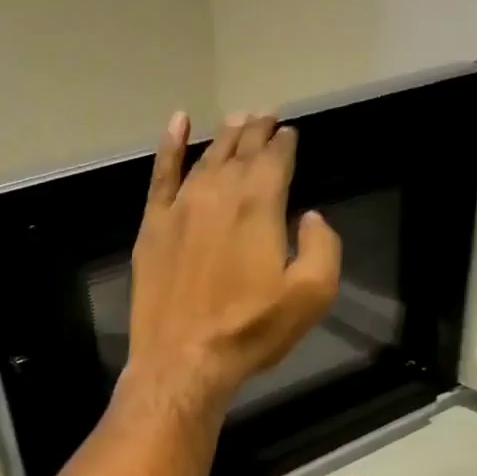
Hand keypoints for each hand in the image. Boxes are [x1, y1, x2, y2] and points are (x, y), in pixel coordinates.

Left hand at [124, 112, 340, 417]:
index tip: (290, 134)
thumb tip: (312, 217)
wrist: (184, 358)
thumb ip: (323, 247)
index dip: (285, 143)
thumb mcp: (311, 295)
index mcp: (260, 204)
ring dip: (225, 137)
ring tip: (237, 121)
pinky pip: (161, 174)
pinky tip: (178, 124)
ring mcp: (181, 207)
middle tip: (266, 117)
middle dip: (257, 132)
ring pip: (207, 158)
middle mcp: (219, 192)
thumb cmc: (251, 330)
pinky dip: (170, 146)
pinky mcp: (153, 226)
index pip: (276, 158)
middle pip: (241, 150)